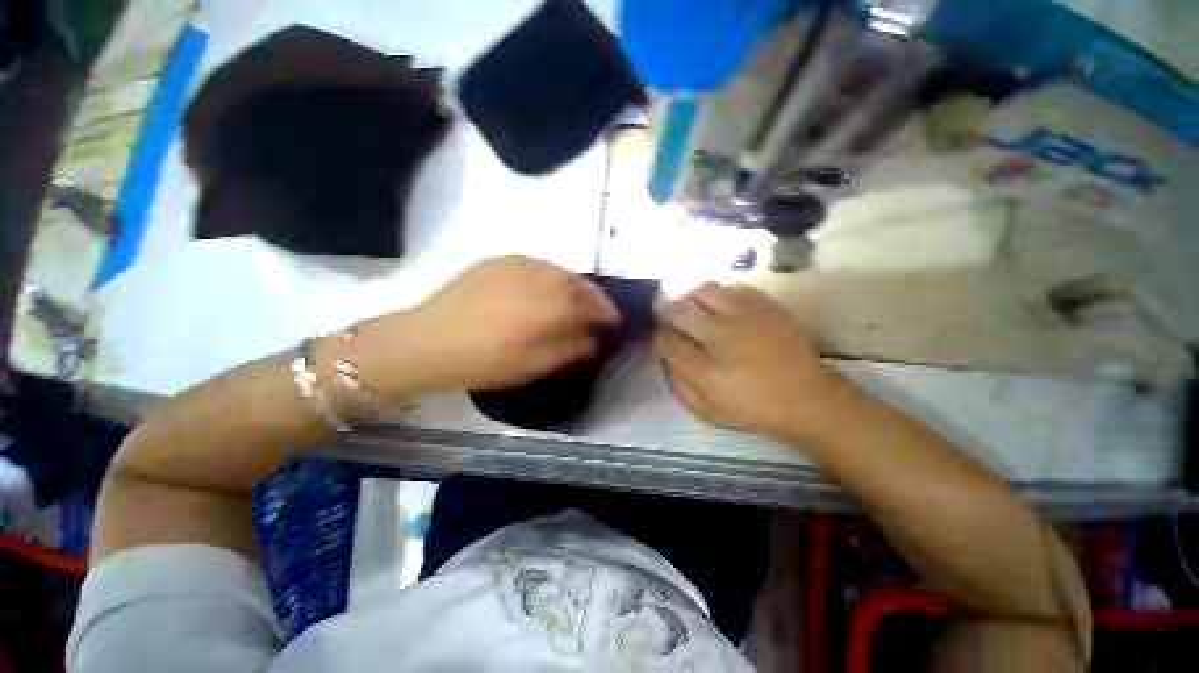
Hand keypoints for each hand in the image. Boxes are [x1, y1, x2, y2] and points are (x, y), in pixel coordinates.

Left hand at [357, 256, 618, 393]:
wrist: (427, 341)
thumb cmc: (483, 361)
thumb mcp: (533, 365)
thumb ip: (570, 350)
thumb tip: (595, 340)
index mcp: (546, 307)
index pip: (590, 305)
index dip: (606, 313)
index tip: (614, 322)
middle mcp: (536, 278)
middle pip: (577, 283)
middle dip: (593, 296)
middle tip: (598, 311)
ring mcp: (516, 265)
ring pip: (558, 270)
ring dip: (574, 284)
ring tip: (575, 300)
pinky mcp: (498, 260)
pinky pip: (536, 264)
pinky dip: (551, 275)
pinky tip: (546, 287)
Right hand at [655, 283, 851, 440]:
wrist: (806, 398)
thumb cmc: (752, 409)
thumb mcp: (707, 411)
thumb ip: (679, 384)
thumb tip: (667, 358)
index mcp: (705, 369)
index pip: (667, 341)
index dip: (660, 337)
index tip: (663, 338)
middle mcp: (721, 337)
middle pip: (679, 311)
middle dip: (668, 313)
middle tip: (672, 319)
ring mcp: (745, 317)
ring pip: (703, 291)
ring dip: (692, 299)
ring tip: (696, 310)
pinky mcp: (766, 306)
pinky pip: (733, 288)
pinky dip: (721, 295)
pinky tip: (724, 308)